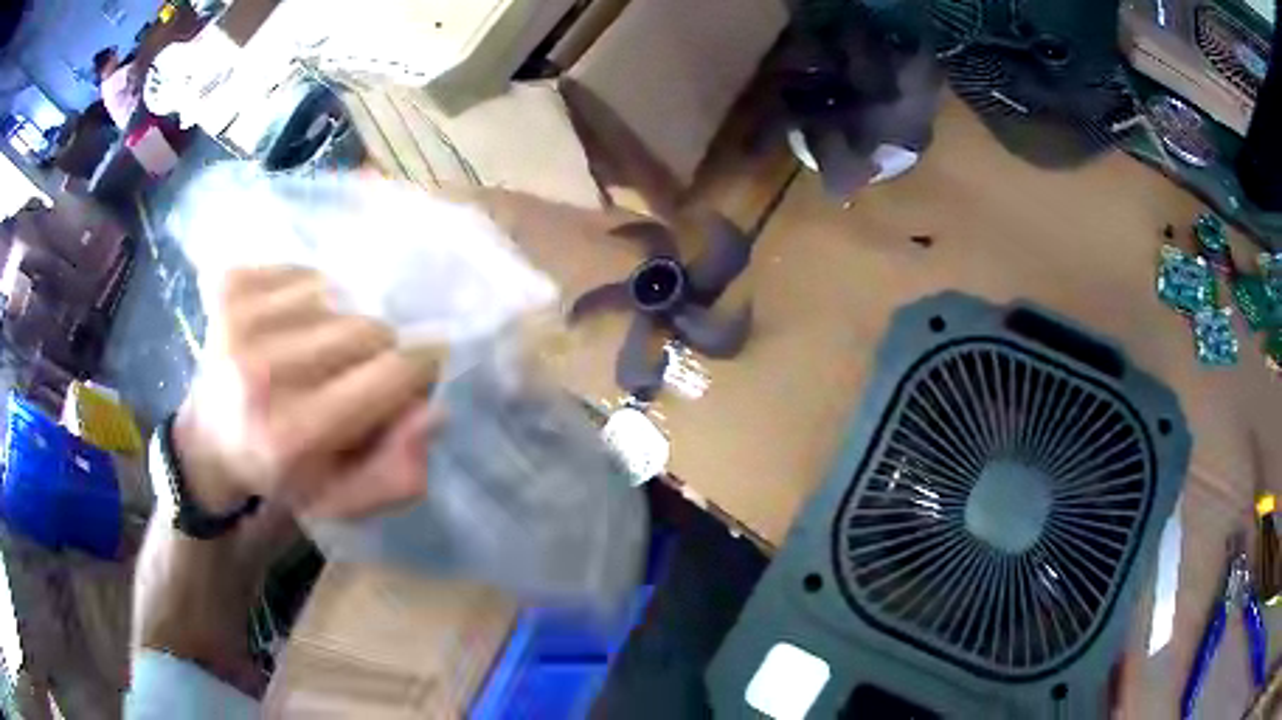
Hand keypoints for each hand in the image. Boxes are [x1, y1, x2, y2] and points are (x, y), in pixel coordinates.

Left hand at [173, 266, 441, 519]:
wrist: (209, 439)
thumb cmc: (284, 473)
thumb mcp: (345, 497)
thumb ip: (397, 472)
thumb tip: (434, 410)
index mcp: (291, 434)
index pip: (391, 373)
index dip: (419, 369)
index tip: (420, 373)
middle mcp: (261, 371)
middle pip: (369, 328)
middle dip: (377, 351)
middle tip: (355, 376)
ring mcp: (240, 320)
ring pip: (341, 294)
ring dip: (340, 322)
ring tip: (315, 354)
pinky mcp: (229, 286)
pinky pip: (305, 272)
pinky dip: (310, 297)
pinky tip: (288, 329)